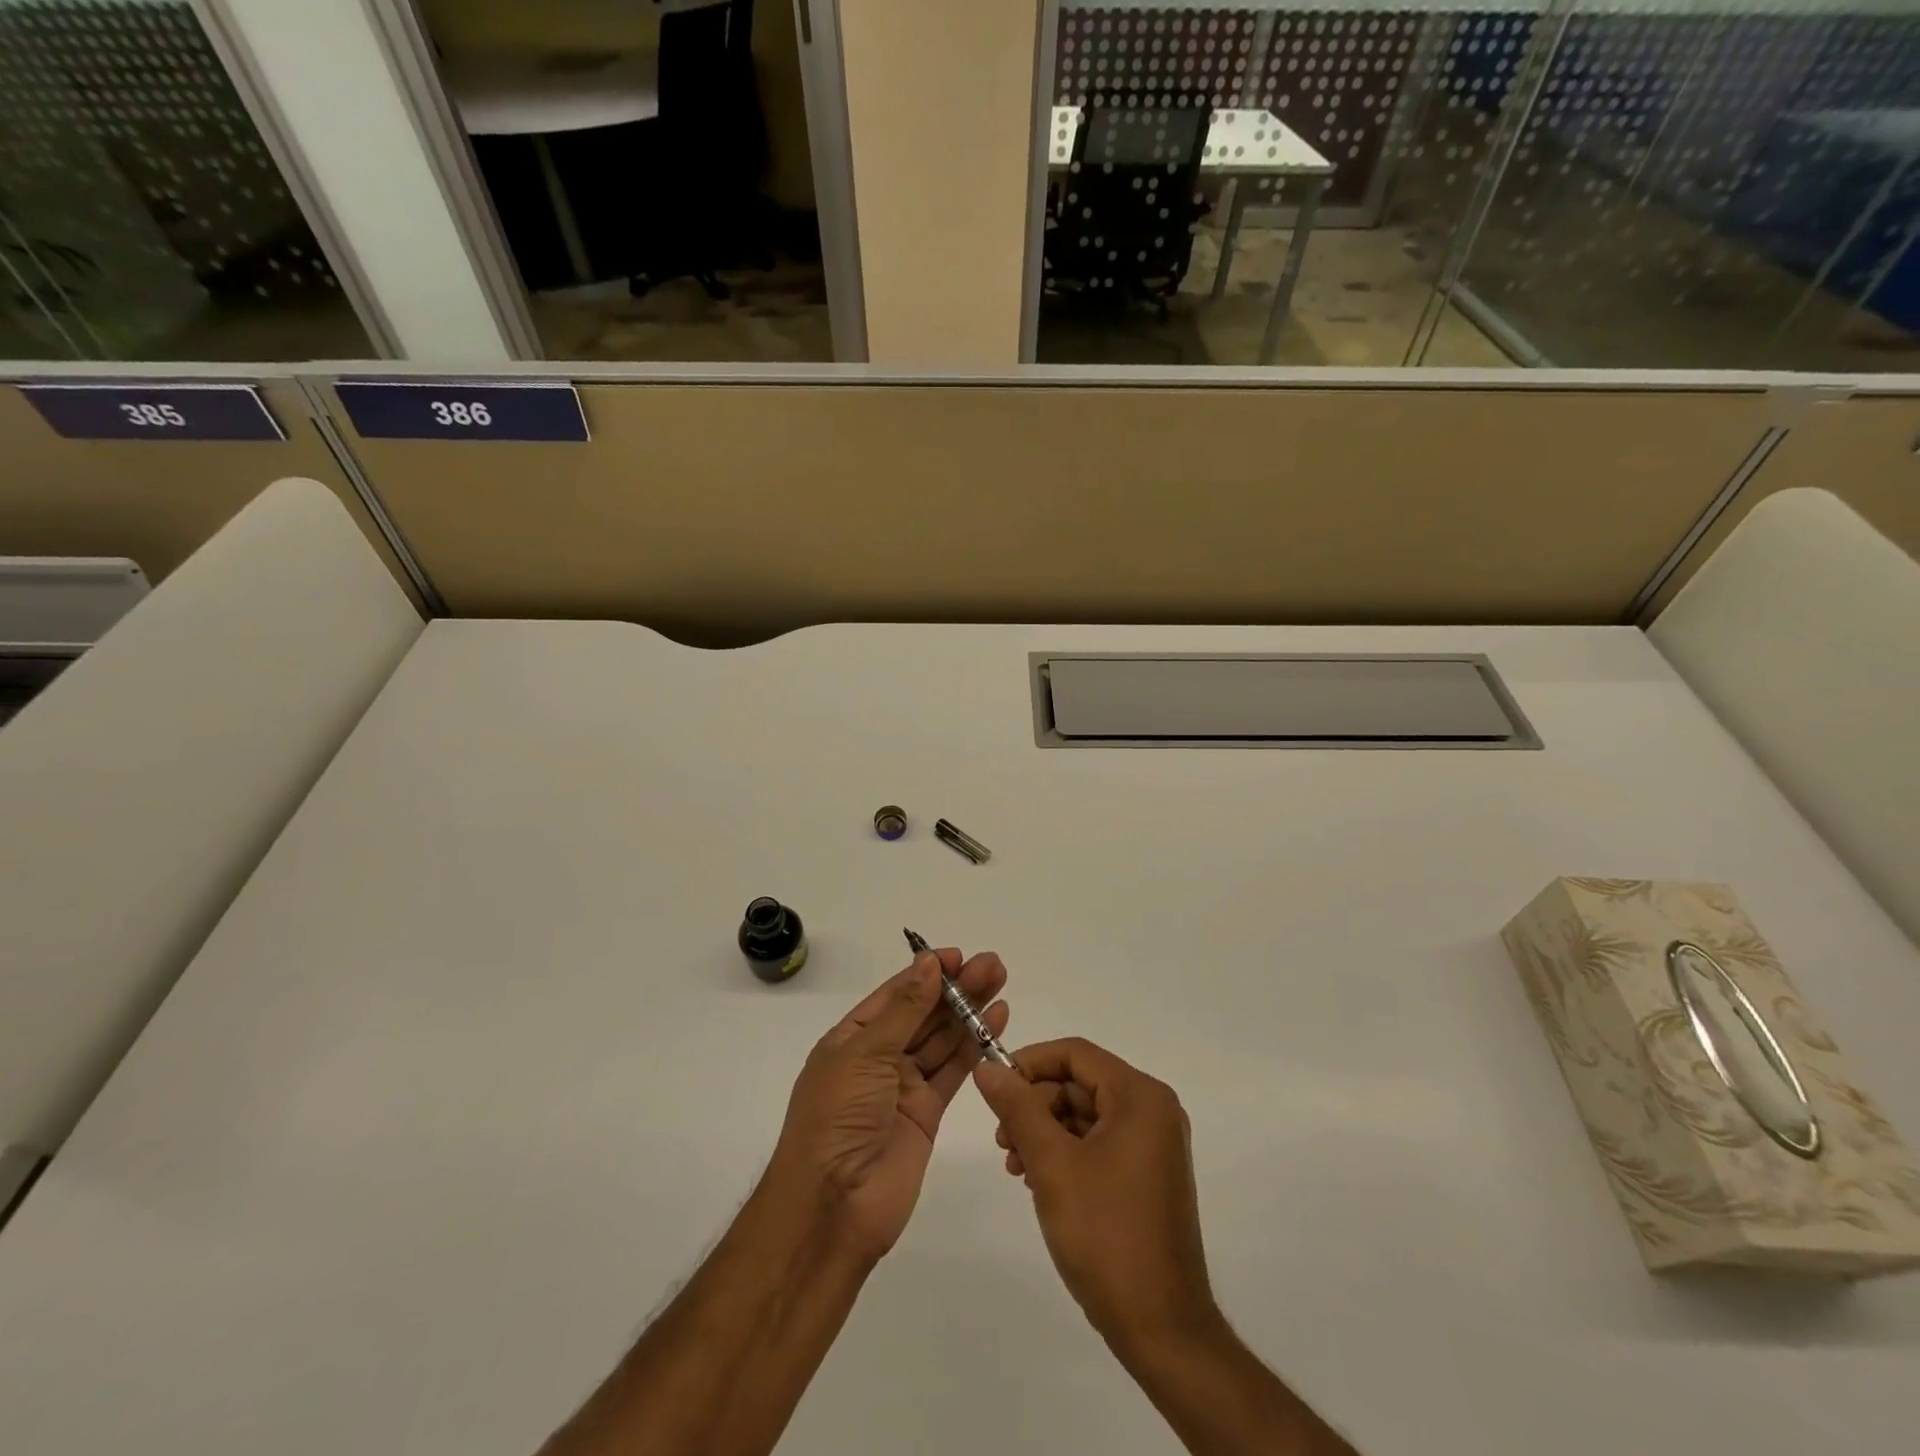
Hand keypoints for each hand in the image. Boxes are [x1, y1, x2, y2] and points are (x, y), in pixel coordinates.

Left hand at [771, 950, 1008, 1263]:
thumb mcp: (865, 1054)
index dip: (926, 973)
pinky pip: (954, 1070)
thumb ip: (905, 1010)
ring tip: (1001, 981)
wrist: (833, 1206)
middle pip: (924, 1013)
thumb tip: (929, 964)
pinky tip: (996, 1020)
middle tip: (993, 965)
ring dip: (970, 1010)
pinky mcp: (928, 1112)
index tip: (958, 956)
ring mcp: (904, 1085)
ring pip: (943, 1038)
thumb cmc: (837, 1117)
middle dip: (957, 988)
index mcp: (852, 1038)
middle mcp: (878, 1057)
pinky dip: (975, 1045)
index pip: (895, 994)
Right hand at [973, 1038, 1218, 1353]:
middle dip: (1035, 1105)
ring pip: (1086, 1114)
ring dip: (1045, 1131)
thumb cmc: (1106, 1236)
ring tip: (1015, 1165)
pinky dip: (1066, 1152)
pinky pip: (1100, 1142)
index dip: (1030, 1063)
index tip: (994, 1088)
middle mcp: (1153, 1110)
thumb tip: (987, 1067)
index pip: (1075, 1054)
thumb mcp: (1052, 1164)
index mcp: (1140, 1097)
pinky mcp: (1149, 1174)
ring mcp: (1154, 1144)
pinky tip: (1039, 1180)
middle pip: (1080, 1083)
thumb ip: (1018, 1108)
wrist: (1162, 1330)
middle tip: (1001, 1140)